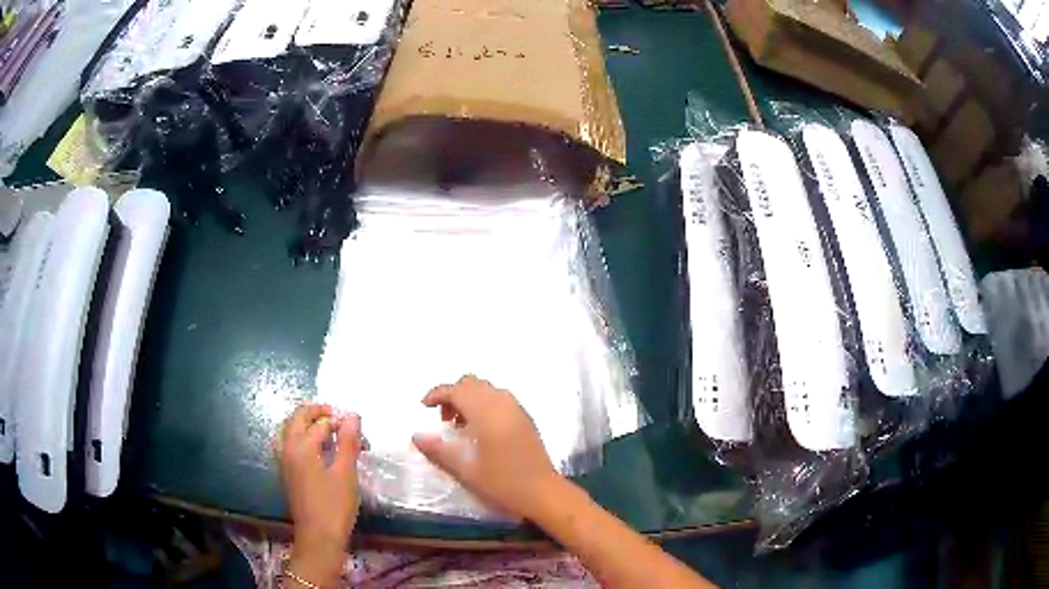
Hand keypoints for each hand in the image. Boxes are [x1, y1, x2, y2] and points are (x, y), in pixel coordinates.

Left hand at [276, 404, 362, 586]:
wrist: (318, 537)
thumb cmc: (334, 505)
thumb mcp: (346, 473)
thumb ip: (348, 441)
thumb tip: (352, 415)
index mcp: (301, 445)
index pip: (321, 421)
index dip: (340, 421)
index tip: (360, 431)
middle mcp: (287, 448)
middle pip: (298, 418)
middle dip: (319, 414)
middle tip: (341, 420)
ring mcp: (284, 460)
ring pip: (292, 430)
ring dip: (310, 425)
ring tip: (333, 435)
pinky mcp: (287, 472)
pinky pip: (291, 444)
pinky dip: (304, 438)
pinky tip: (321, 452)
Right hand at [412, 375, 562, 519]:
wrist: (544, 493)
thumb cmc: (503, 484)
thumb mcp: (466, 471)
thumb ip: (439, 450)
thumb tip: (416, 436)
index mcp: (487, 413)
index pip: (458, 390)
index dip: (438, 393)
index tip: (424, 407)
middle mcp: (503, 404)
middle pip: (472, 384)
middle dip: (453, 395)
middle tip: (444, 421)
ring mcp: (517, 410)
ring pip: (487, 390)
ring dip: (469, 399)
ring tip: (461, 427)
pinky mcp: (525, 419)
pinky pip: (500, 399)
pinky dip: (484, 405)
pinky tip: (480, 431)